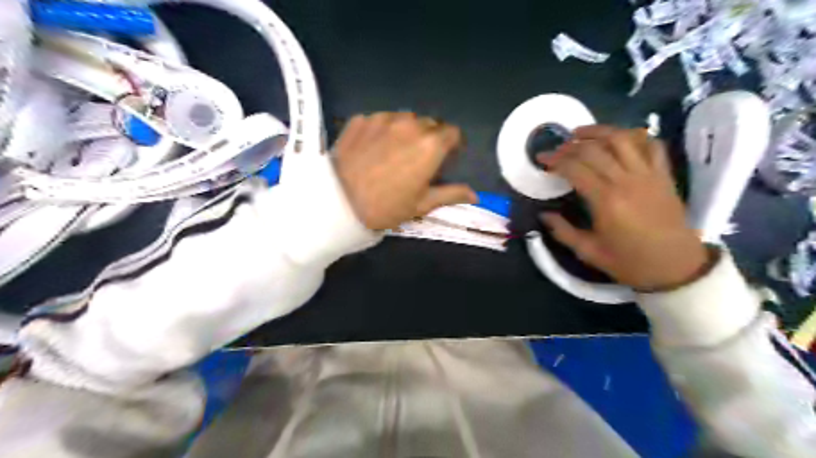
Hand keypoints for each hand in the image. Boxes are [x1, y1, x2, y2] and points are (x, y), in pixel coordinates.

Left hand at [334, 113, 478, 231]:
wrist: (337, 203)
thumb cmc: (385, 207)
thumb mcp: (421, 204)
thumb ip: (451, 194)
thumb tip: (475, 195)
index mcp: (430, 145)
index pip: (452, 133)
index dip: (452, 145)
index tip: (446, 157)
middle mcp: (409, 125)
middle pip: (429, 124)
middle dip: (430, 138)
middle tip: (419, 158)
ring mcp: (382, 119)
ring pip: (404, 119)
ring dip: (406, 131)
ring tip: (395, 151)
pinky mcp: (360, 119)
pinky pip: (380, 119)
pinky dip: (383, 130)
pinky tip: (374, 148)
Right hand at [541, 124, 712, 291]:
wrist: (675, 268)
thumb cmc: (629, 262)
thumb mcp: (588, 252)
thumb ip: (562, 231)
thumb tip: (543, 214)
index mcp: (606, 201)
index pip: (575, 168)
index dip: (554, 160)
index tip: (541, 159)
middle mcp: (626, 180)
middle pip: (594, 150)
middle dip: (569, 146)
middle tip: (555, 150)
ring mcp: (648, 174)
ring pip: (622, 139)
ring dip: (598, 131)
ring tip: (580, 133)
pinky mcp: (664, 175)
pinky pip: (651, 145)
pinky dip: (634, 135)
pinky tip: (619, 138)